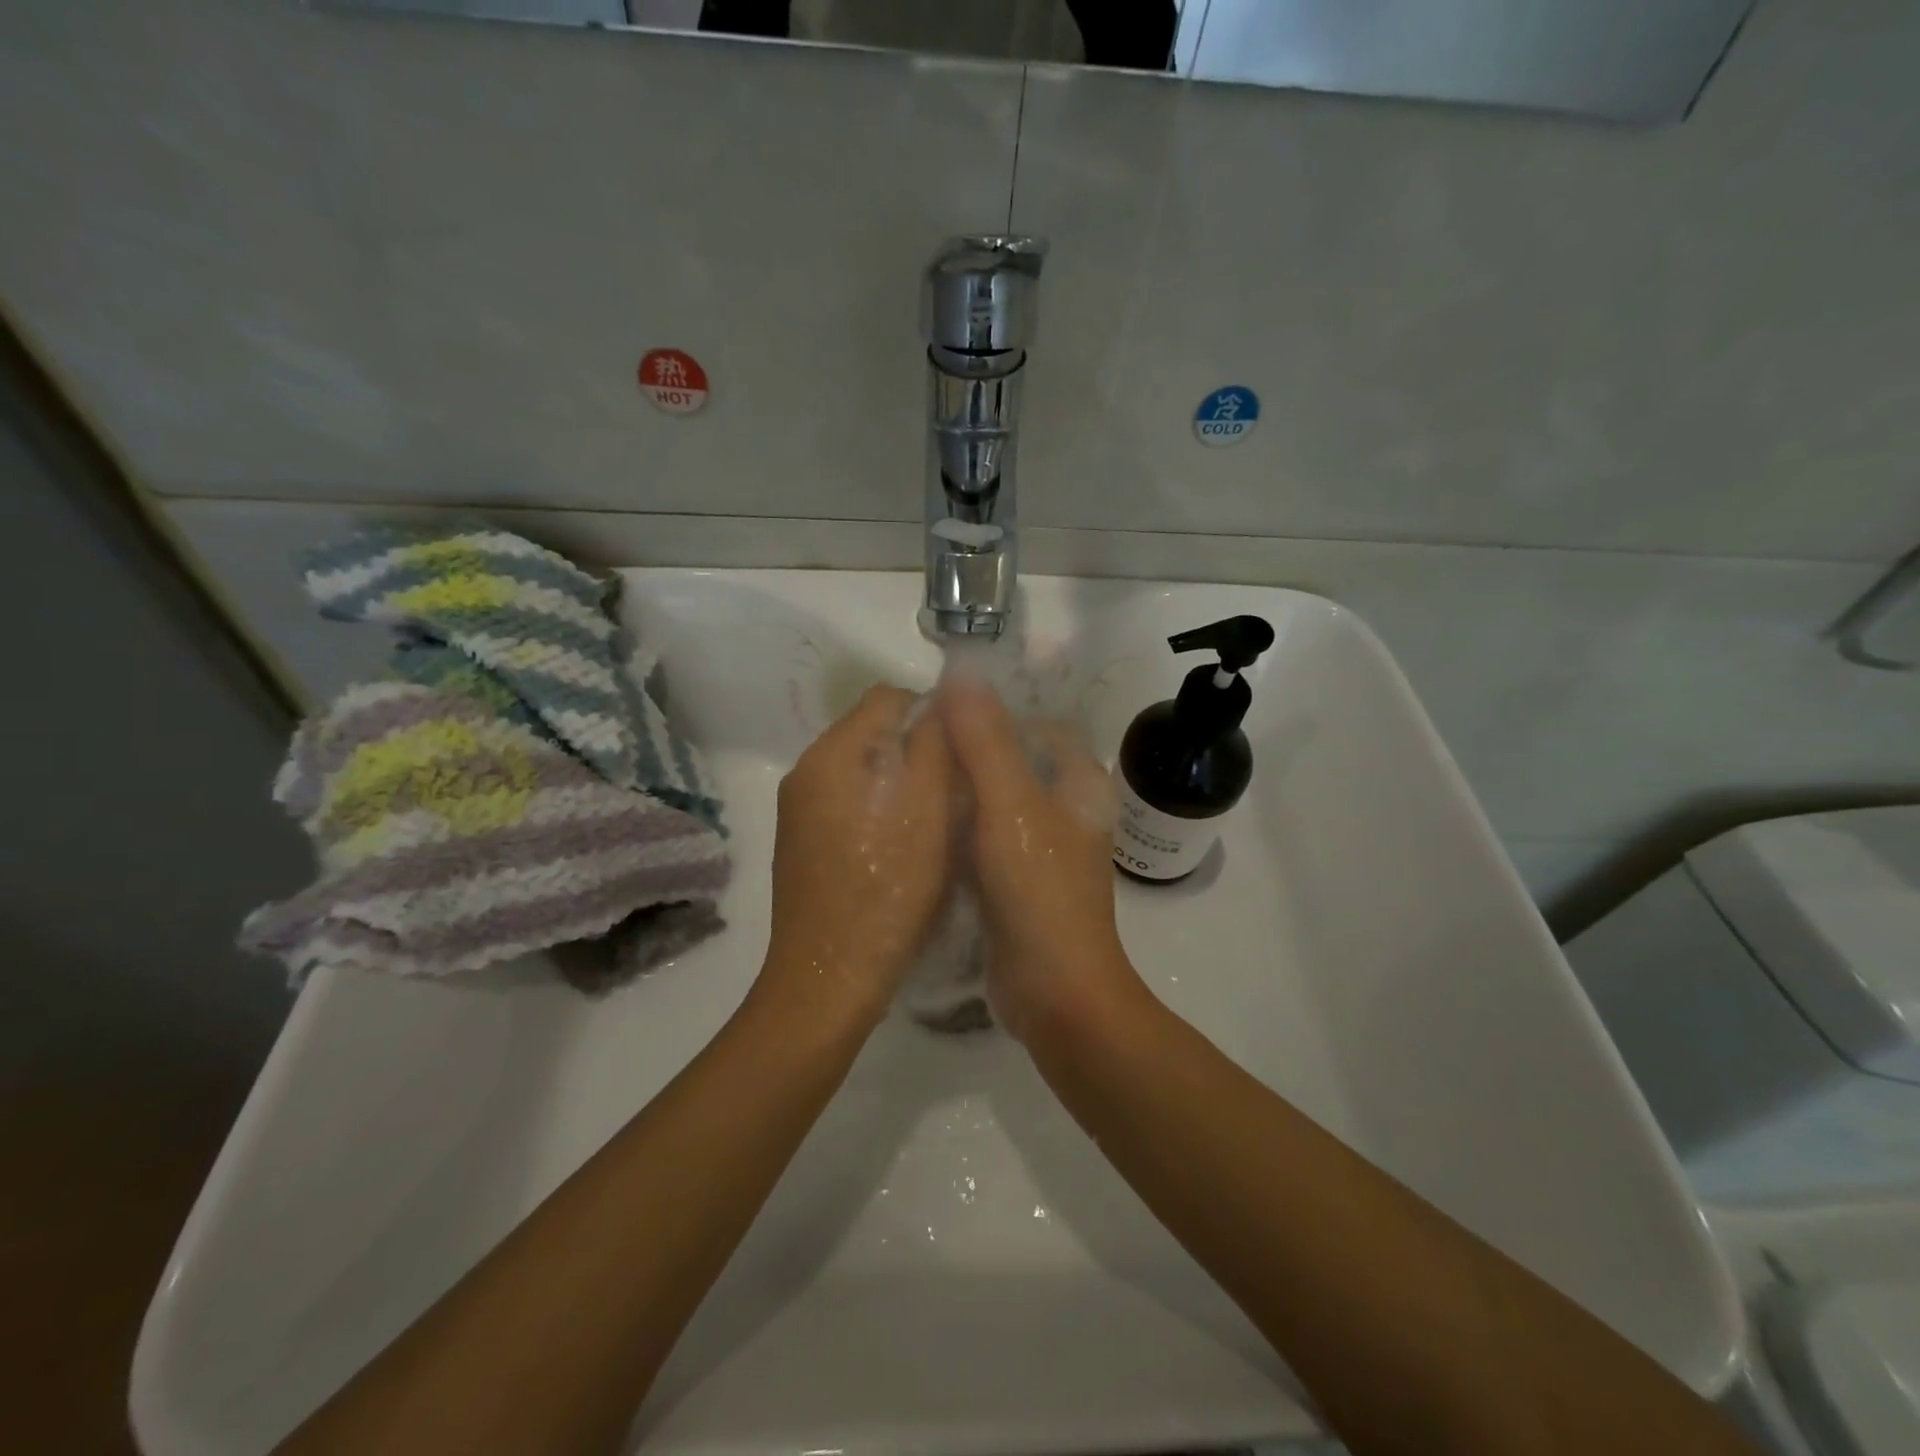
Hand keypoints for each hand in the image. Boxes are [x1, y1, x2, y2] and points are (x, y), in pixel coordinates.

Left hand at [761, 685, 954, 1027]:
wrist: (830, 977)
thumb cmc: (889, 890)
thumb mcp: (928, 810)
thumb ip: (935, 743)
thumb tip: (943, 697)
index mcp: (832, 754)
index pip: (887, 697)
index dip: (932, 712)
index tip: (963, 750)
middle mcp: (805, 770)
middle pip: (871, 732)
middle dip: (915, 748)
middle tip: (954, 788)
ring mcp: (797, 808)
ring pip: (860, 769)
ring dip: (898, 780)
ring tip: (932, 819)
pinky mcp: (799, 842)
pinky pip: (844, 801)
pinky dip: (876, 808)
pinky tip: (899, 846)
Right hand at [938, 675, 1143, 1040]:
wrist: (1055, 992)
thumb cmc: (1039, 890)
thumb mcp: (1010, 805)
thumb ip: (985, 740)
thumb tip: (960, 672)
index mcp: (1079, 784)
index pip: (1041, 726)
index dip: (998, 714)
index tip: (947, 715)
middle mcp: (1066, 812)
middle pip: (1015, 763)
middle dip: (971, 753)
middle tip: (918, 749)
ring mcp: (1043, 851)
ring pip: (997, 804)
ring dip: (961, 793)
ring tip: (912, 782)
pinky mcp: (1019, 883)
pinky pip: (986, 841)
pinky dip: (959, 831)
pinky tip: (921, 829)